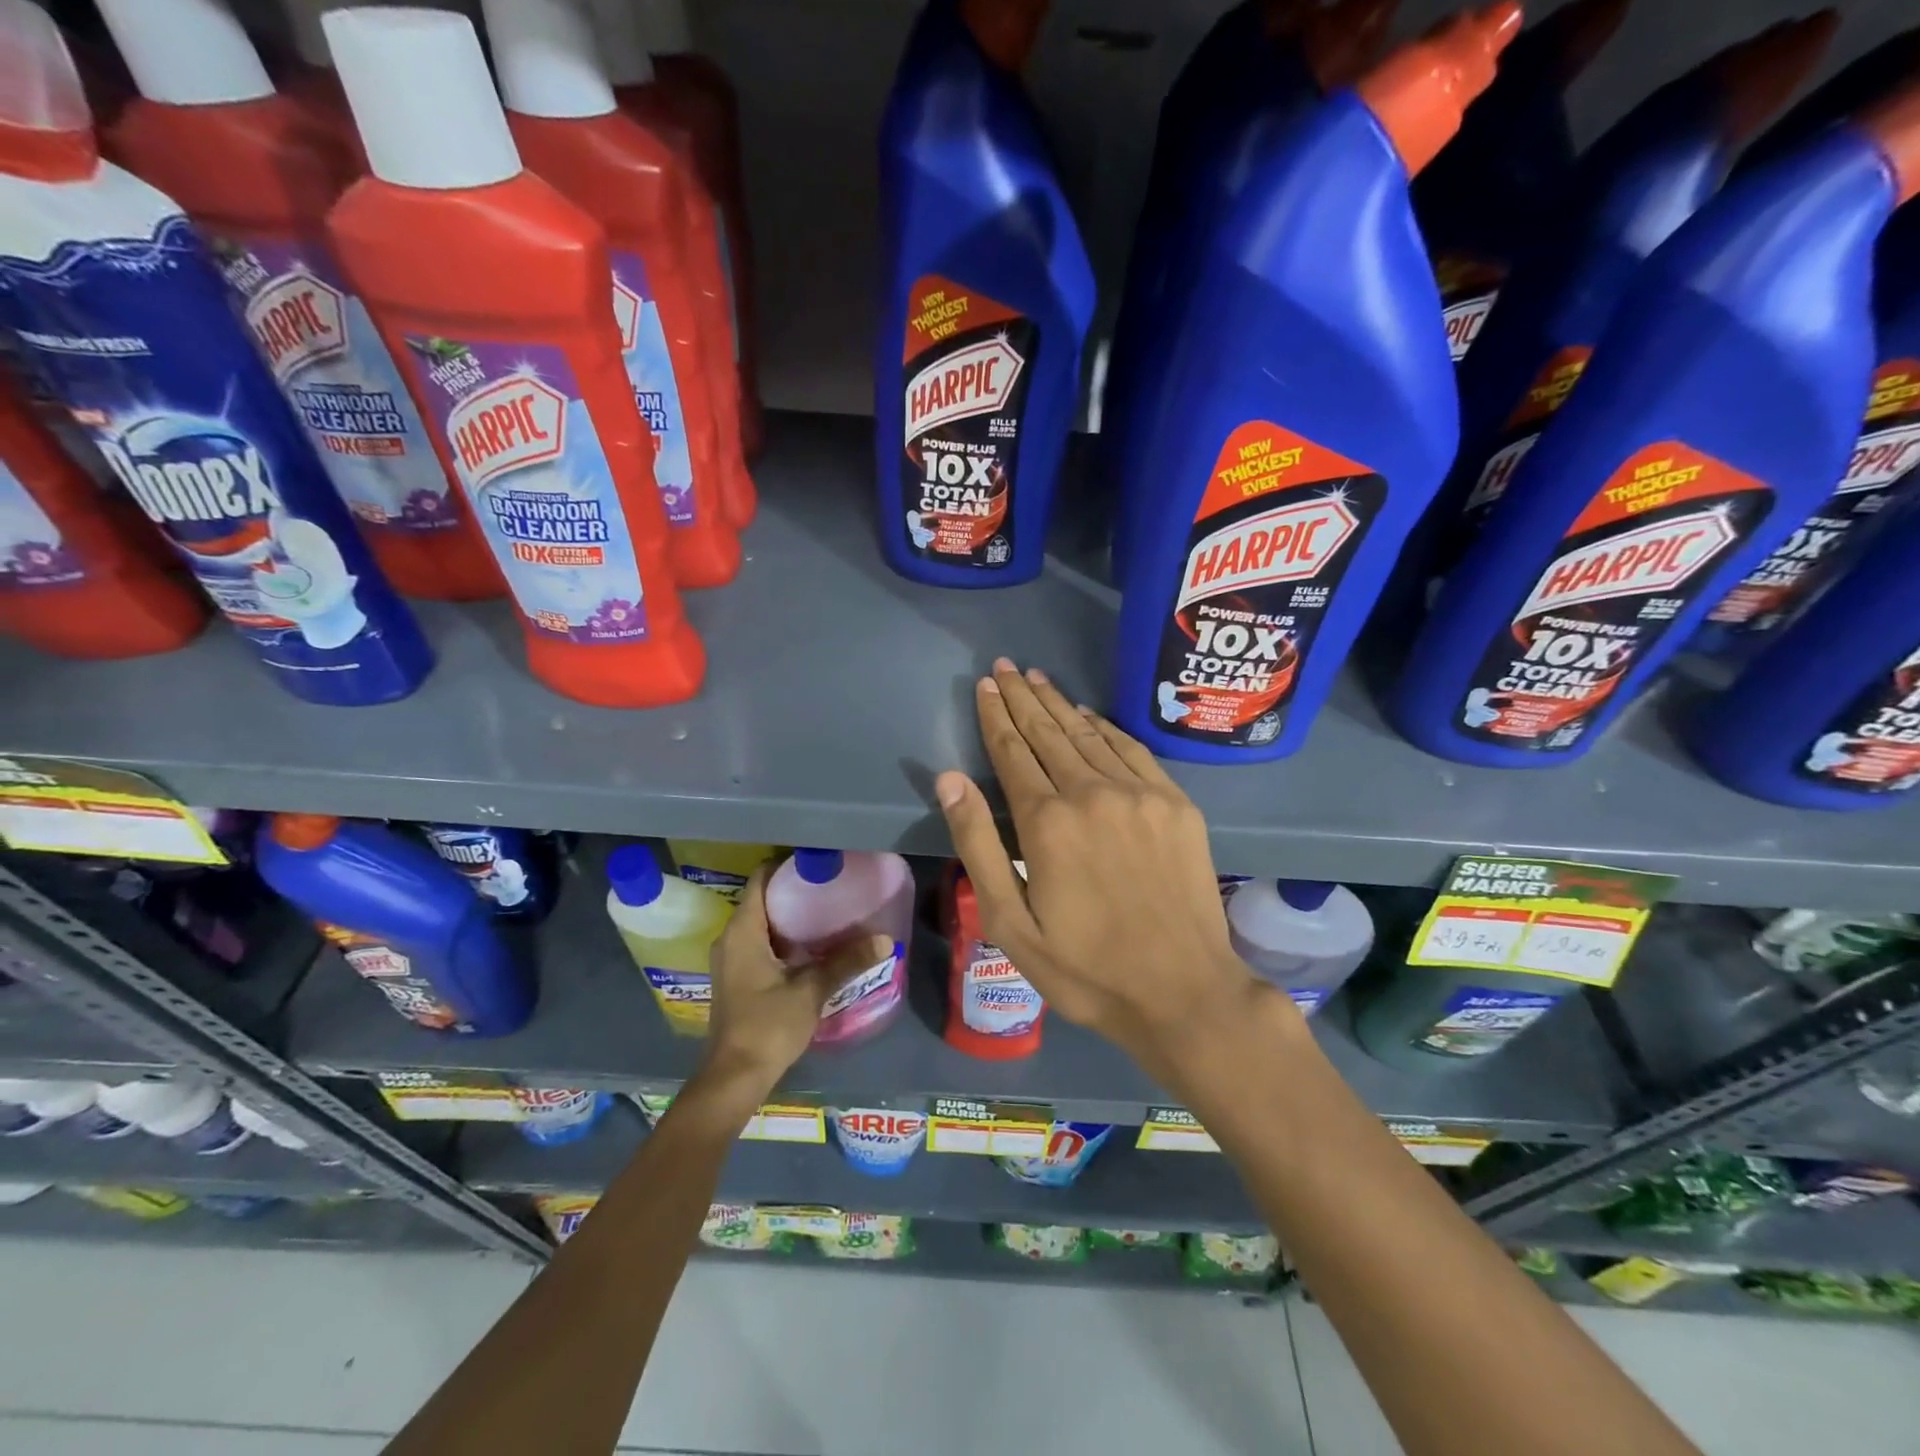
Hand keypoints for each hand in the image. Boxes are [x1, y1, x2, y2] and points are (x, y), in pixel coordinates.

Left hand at [697, 867, 887, 1105]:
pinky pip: (761, 942)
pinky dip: (784, 937)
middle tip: (832, 885)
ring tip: (829, 910)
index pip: (760, 879)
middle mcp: (731, 938)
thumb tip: (885, 939)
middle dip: (795, 891)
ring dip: (791, 916)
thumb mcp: (811, 990)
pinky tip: (813, 945)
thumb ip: (846, 961)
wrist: (735, 1076)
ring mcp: (732, 959)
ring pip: (762, 923)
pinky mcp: (738, 977)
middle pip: (762, 899)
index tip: (819, 863)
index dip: (787, 866)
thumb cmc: (768, 1026)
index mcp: (742, 931)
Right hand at [934, 658, 1278, 1087]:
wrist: (1184, 992)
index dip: (996, 716)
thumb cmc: (1085, 969)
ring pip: (1089, 735)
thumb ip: (979, 845)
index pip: (1012, 752)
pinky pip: (1133, 750)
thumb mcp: (1010, 923)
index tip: (985, 685)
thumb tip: (949, 778)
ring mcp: (1140, 794)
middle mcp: (1093, 793)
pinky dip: (1106, 728)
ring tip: (1037, 678)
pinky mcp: (1176, 804)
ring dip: (1060, 704)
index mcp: (1047, 822)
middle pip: (1049, 733)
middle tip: (1006, 666)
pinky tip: (1090, 715)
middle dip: (1023, 698)